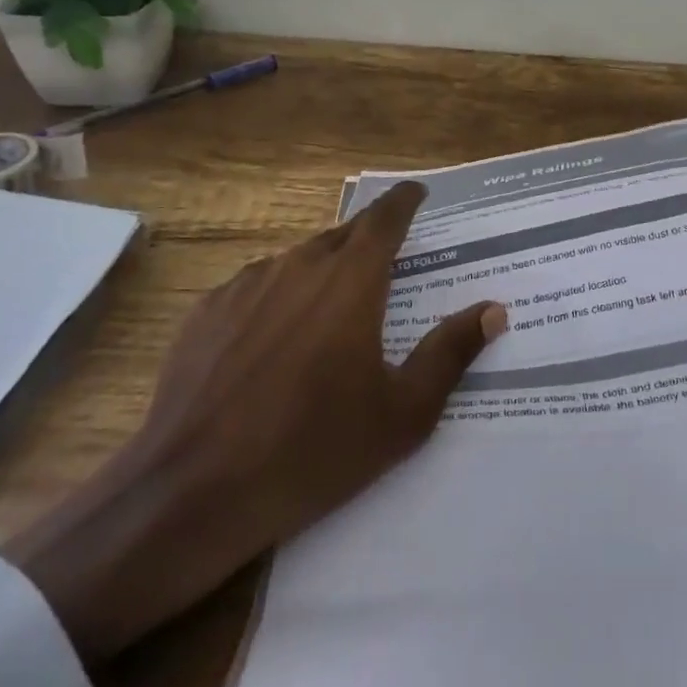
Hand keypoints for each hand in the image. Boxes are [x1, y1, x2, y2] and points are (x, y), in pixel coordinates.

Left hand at [2, 182, 505, 666]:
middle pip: (342, 235)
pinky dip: (277, 296)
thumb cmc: (313, 450)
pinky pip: (255, 286)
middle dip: (367, 240)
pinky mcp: (206, 311)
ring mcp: (246, 285)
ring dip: (321, 271)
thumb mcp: (402, 413)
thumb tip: (494, 309)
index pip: (385, 218)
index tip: (417, 192)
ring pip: (297, 260)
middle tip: (384, 265)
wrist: (192, 494)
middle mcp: (299, 266)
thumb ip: (452, 352)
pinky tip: (272, 340)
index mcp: (351, 281)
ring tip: (329, 311)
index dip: (404, 200)